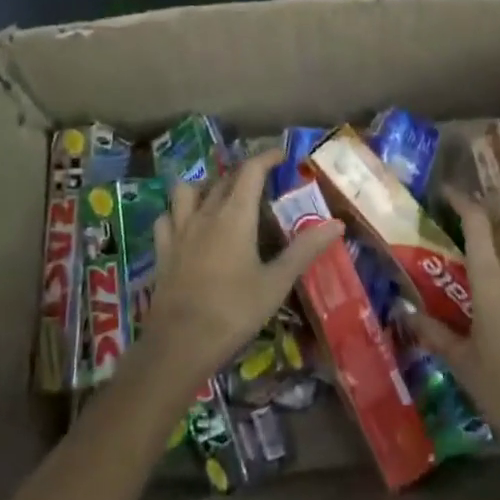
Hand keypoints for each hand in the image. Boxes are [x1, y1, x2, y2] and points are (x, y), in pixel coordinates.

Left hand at [136, 150, 340, 391]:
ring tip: (219, 197)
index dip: (267, 157)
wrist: (179, 344)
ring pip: (188, 191)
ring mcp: (179, 231)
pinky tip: (187, 225)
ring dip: (205, 186)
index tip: (282, 155)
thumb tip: (337, 224)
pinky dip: (177, 213)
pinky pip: (166, 218)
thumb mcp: (276, 283)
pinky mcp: (162, 250)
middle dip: (243, 173)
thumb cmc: (233, 311)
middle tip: (261, 181)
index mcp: (235, 215)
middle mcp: (205, 213)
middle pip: (223, 179)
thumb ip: (305, 250)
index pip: (251, 170)